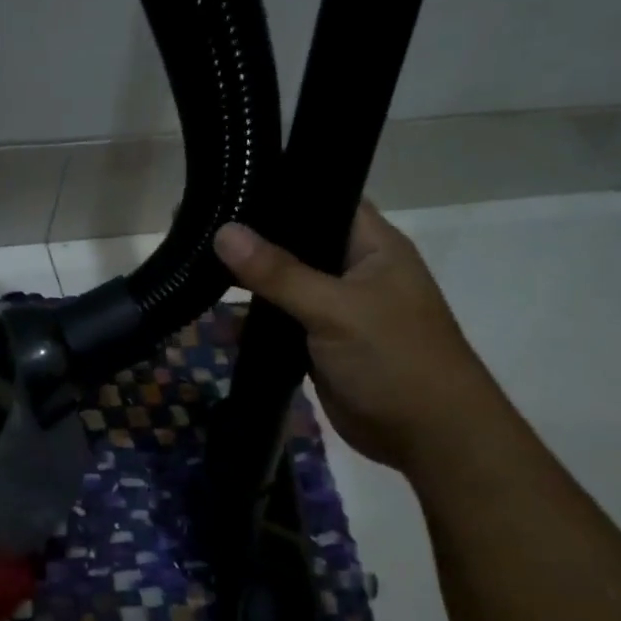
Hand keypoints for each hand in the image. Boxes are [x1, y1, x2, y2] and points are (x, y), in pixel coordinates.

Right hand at [214, 203, 505, 470]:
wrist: (427, 437)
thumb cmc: (394, 359)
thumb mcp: (335, 309)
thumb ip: (278, 273)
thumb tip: (224, 232)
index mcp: (372, 246)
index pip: (323, 199)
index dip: (281, 190)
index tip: (229, 183)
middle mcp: (353, 270)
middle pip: (296, 243)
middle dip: (252, 239)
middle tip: (197, 224)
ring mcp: (335, 309)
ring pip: (283, 285)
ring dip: (247, 282)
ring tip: (193, 264)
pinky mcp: (319, 344)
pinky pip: (279, 323)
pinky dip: (252, 322)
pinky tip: (212, 314)